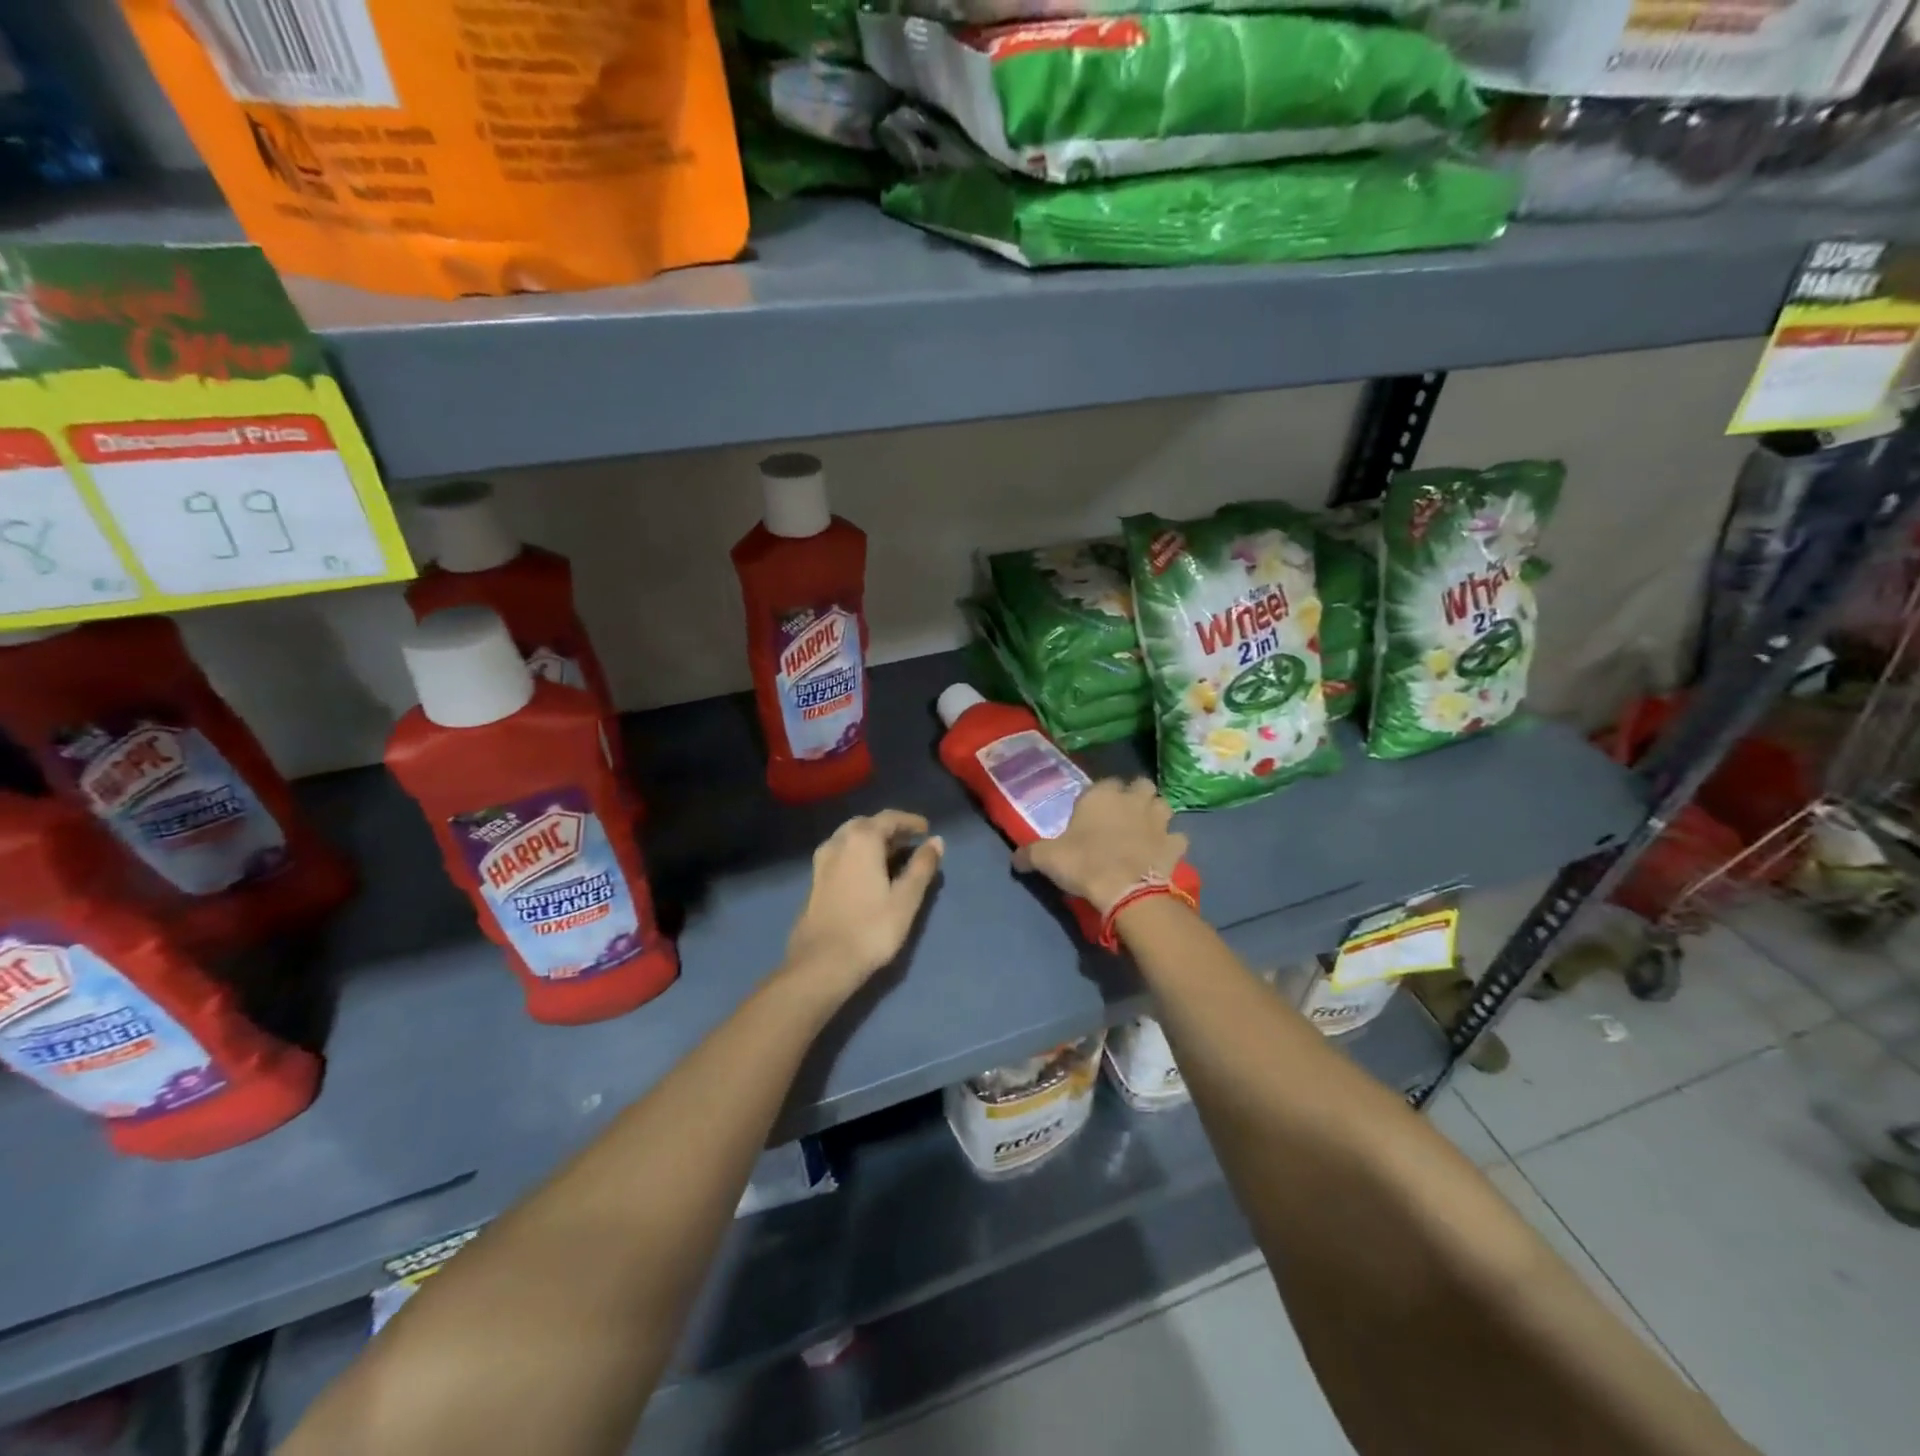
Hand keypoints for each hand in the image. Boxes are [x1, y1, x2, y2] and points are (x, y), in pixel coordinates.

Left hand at [785, 810, 944, 997]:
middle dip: (889, 829)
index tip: (926, 829)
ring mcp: (822, 861)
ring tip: (892, 856)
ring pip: (850, 839)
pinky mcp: (815, 880)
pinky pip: (841, 854)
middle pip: (867, 825)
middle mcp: (838, 842)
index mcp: (861, 840)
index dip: (910, 821)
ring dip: (872, 842)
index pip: (889, 818)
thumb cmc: (871, 929)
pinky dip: (858, 854)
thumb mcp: (905, 899)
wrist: (822, 963)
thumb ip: (922, 867)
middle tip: (910, 842)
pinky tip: (868, 873)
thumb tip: (936, 842)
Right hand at [1014, 778, 1187, 914]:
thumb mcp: (1046, 858)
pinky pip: (1178, 838)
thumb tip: (1015, 859)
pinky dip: (1172, 843)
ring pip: (1164, 805)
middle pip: (1141, 785)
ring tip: (1146, 829)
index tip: (1093, 811)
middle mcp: (1133, 799)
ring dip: (1157, 814)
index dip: (1102, 795)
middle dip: (1136, 795)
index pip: (1105, 782)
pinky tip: (1162, 853)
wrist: (1125, 890)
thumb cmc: (1084, 864)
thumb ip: (1029, 854)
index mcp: (1102, 795)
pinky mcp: (1175, 844)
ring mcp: (1158, 820)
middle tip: (1125, 814)